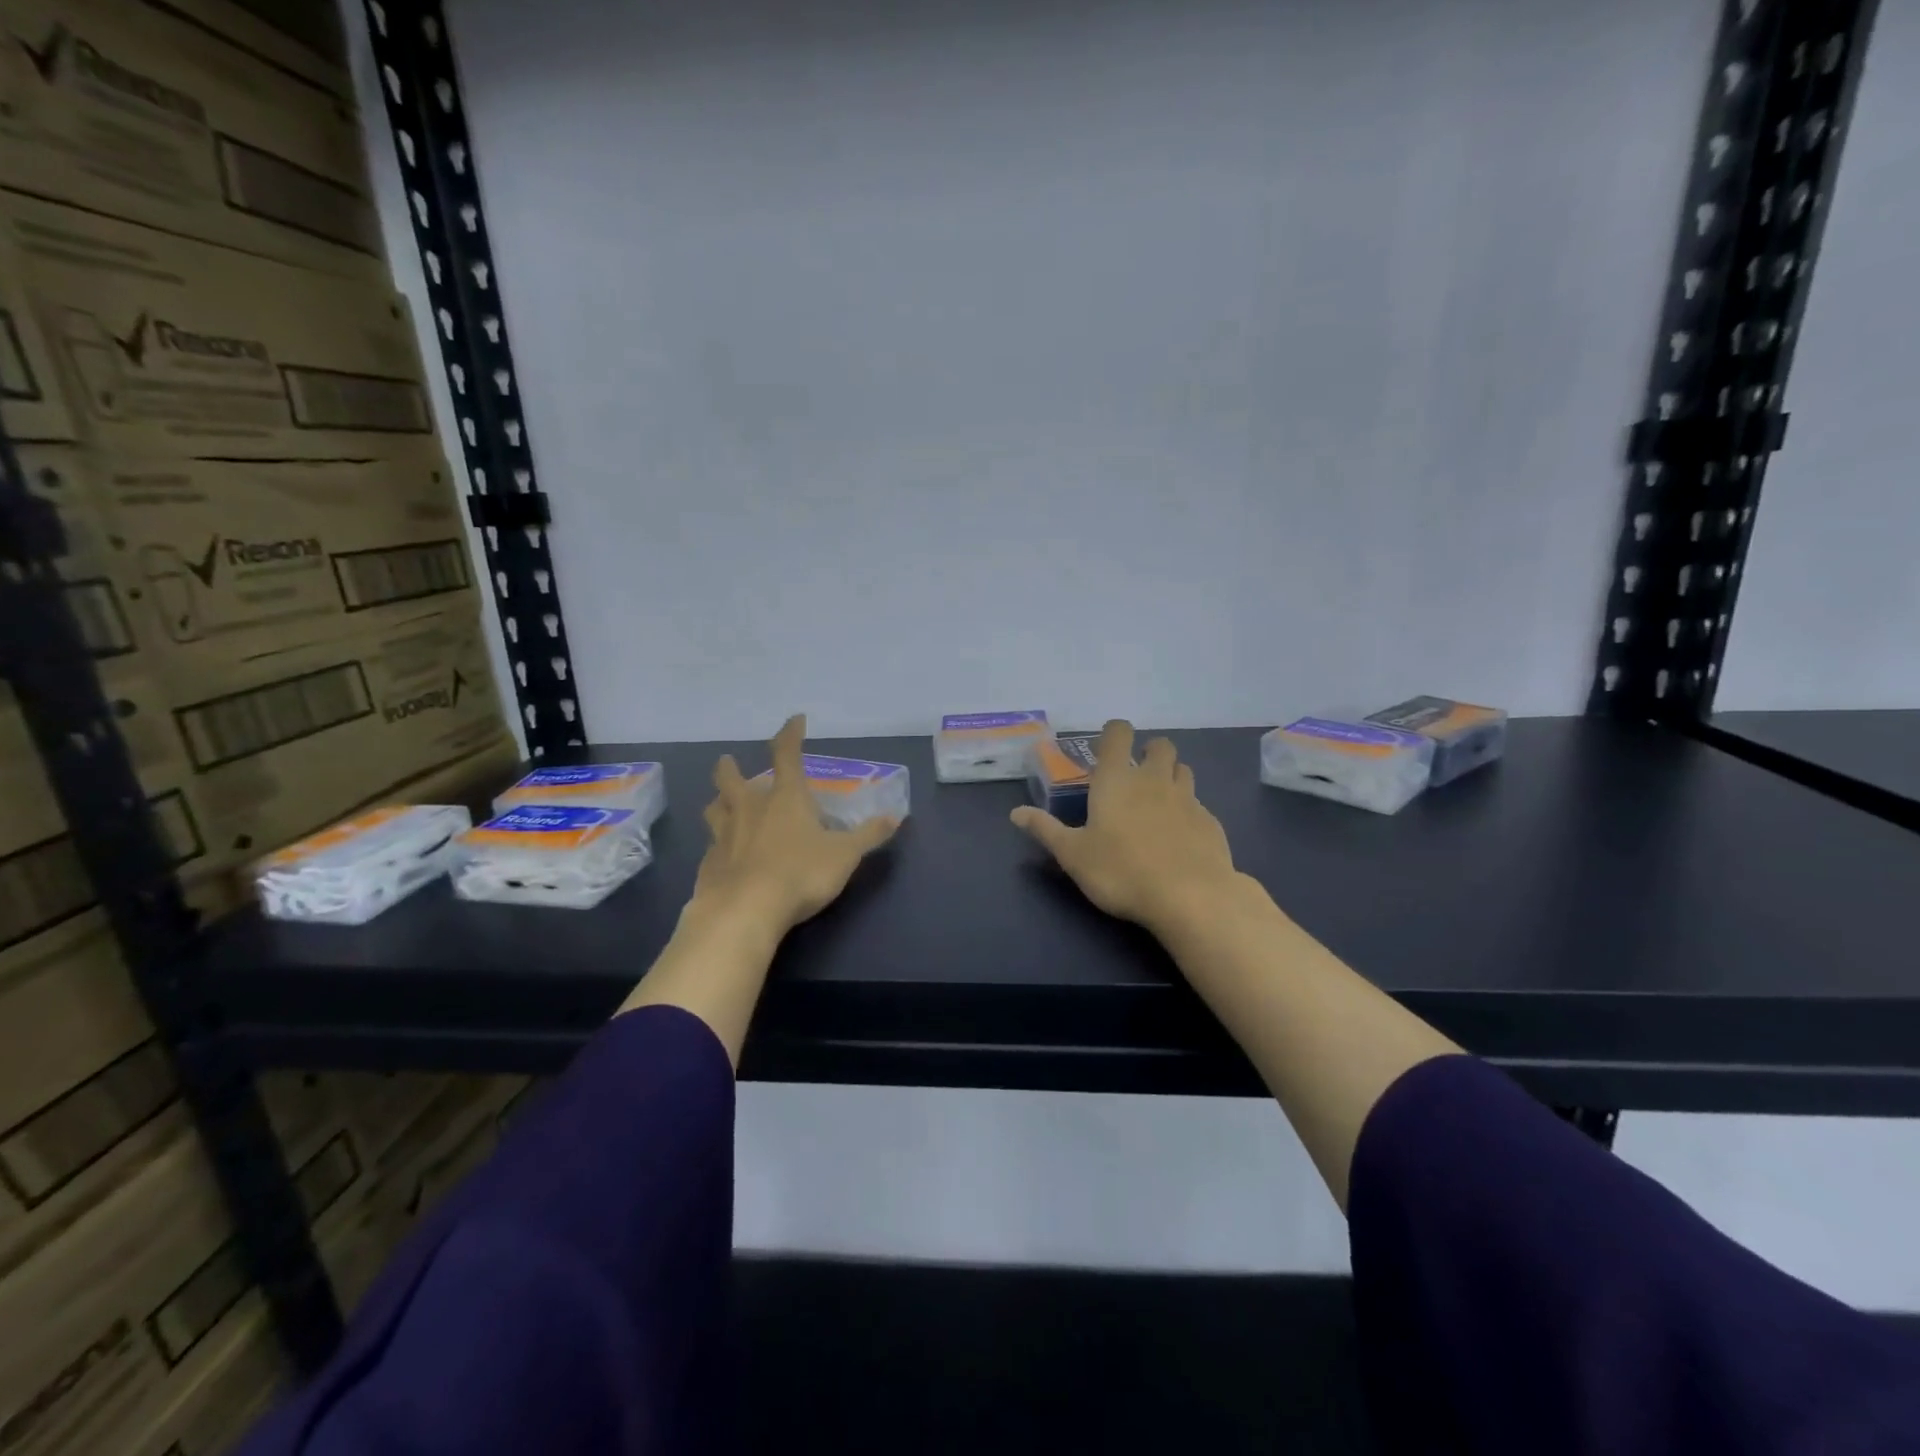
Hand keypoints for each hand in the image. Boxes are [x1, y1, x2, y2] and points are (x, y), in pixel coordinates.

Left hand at [692, 714, 899, 934]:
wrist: (744, 911)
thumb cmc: (801, 873)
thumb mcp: (845, 854)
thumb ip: (868, 835)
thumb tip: (894, 817)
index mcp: (785, 798)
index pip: (787, 754)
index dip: (791, 734)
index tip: (794, 720)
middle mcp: (750, 808)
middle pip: (732, 778)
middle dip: (731, 767)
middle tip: (729, 762)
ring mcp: (724, 835)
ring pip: (714, 808)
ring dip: (718, 801)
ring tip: (721, 802)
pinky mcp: (709, 864)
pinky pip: (712, 845)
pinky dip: (717, 843)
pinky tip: (722, 852)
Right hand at [1010, 720, 1238, 935]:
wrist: (1190, 897)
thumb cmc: (1121, 871)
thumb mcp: (1073, 855)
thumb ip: (1045, 830)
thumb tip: (1016, 813)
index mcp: (1117, 780)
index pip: (1118, 733)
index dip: (1114, 732)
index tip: (1107, 746)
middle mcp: (1154, 780)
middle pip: (1160, 746)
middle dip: (1149, 752)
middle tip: (1136, 774)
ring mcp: (1188, 799)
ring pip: (1183, 771)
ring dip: (1171, 776)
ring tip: (1159, 801)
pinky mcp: (1210, 822)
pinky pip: (1198, 804)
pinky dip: (1188, 811)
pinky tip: (1180, 836)